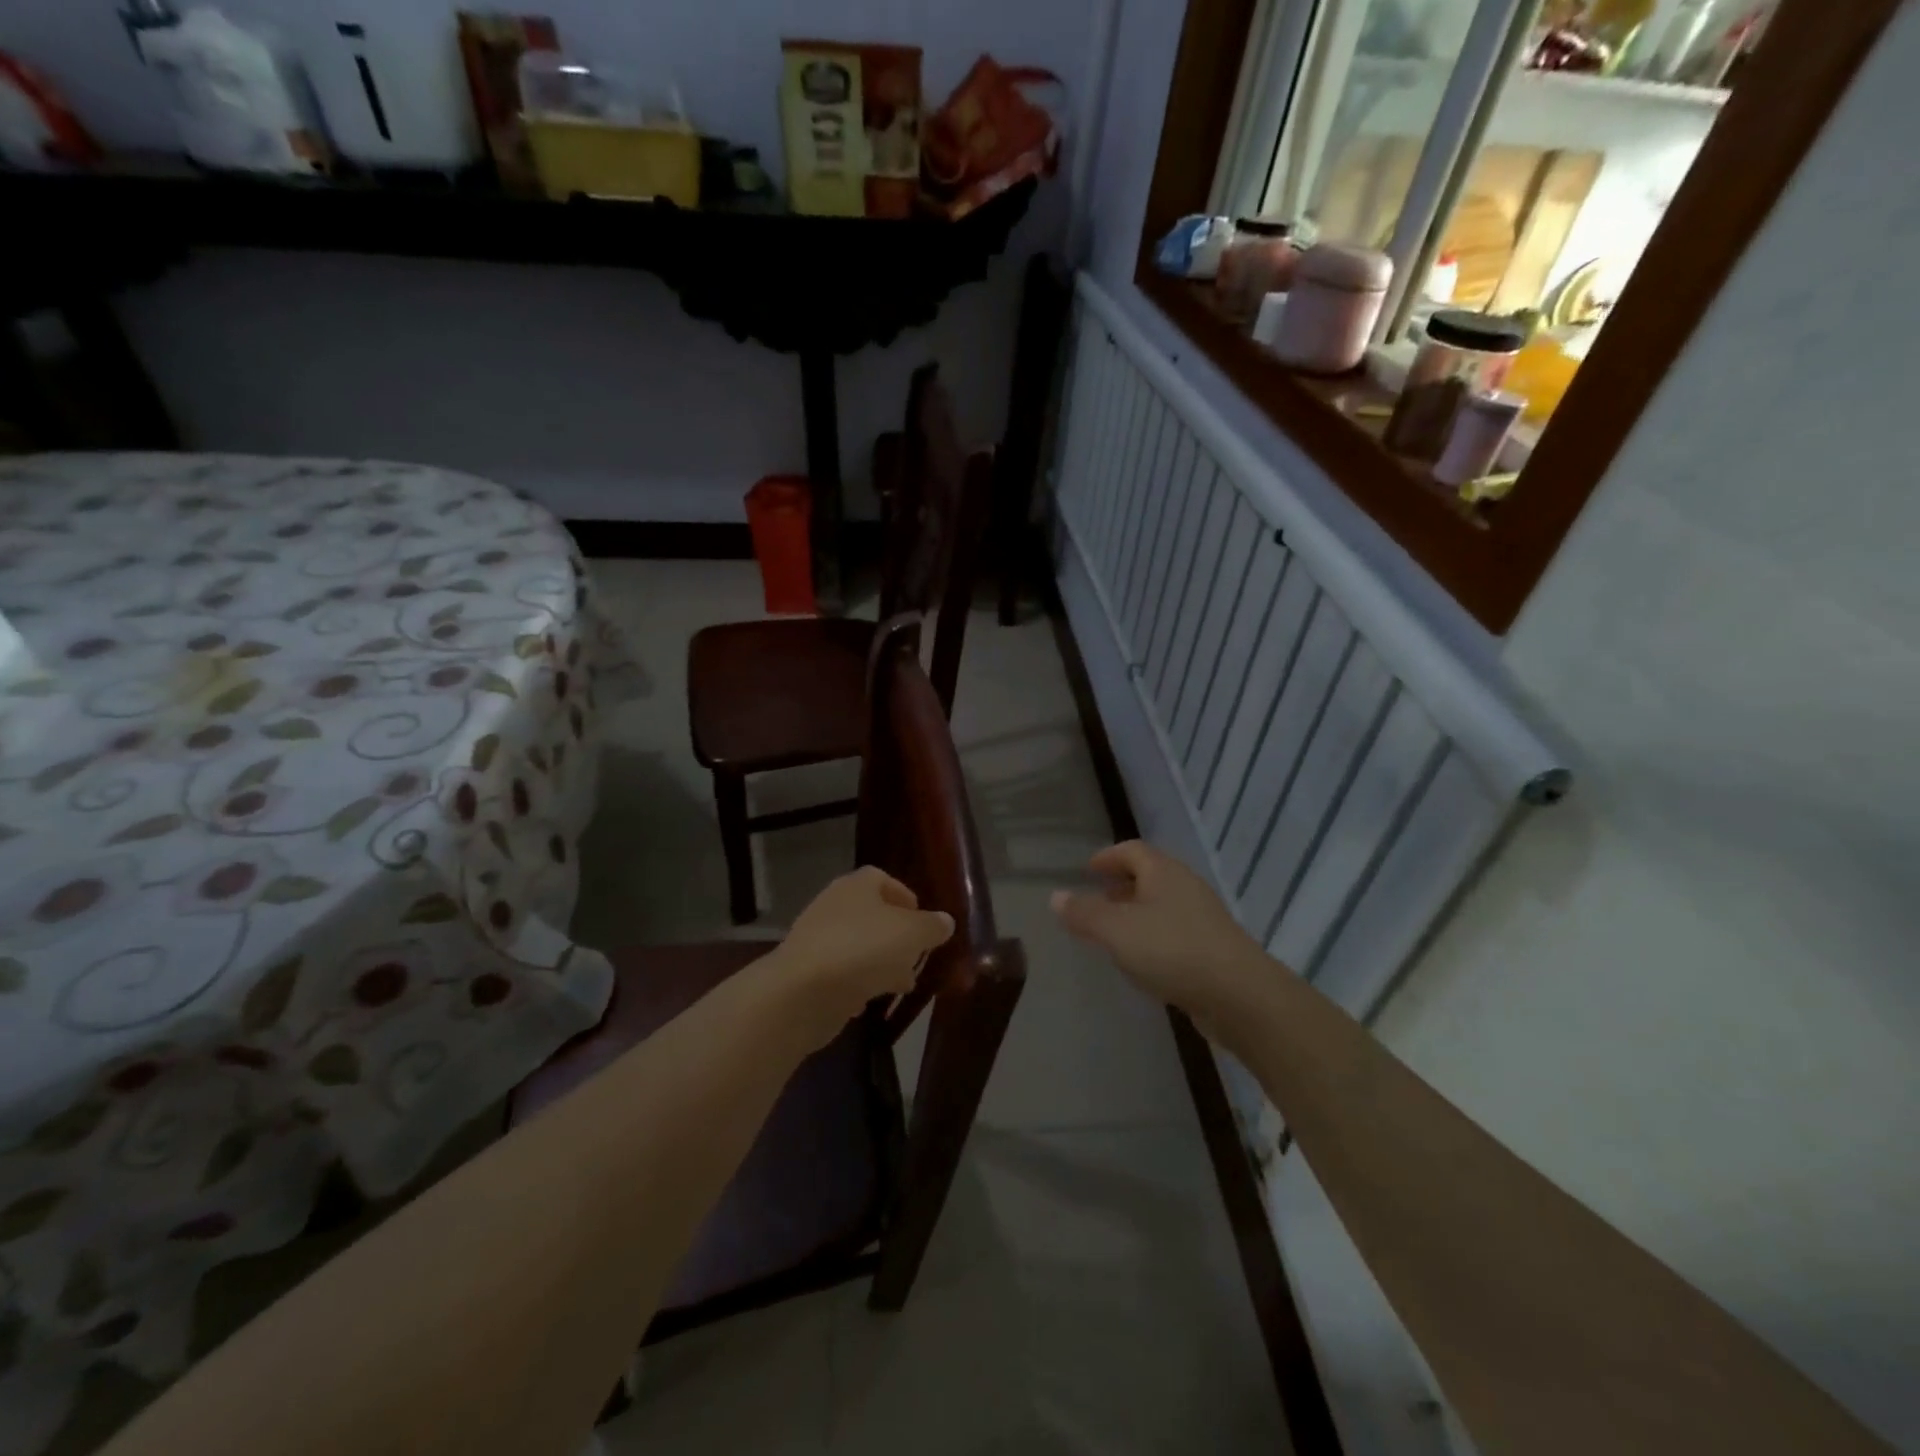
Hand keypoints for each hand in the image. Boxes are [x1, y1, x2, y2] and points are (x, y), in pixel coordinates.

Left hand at [766, 866, 953, 1046]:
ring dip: (879, 963)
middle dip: (896, 935)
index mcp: (857, 886)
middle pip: (871, 914)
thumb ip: (931, 927)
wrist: (801, 992)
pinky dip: (855, 985)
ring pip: (857, 946)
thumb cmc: (863, 950)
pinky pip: (839, 974)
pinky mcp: (807, 972)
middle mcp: (834, 905)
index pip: (882, 879)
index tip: (923, 921)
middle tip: (916, 955)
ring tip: (901, 984)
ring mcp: (816, 939)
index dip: (904, 896)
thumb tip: (944, 921)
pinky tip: (867, 1003)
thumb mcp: (911, 935)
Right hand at [1051, 841, 1271, 1032]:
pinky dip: (1152, 936)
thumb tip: (1055, 896)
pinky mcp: (1212, 948)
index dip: (1107, 857)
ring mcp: (1202, 918)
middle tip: (1096, 899)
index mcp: (1163, 872)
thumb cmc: (1172, 950)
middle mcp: (1185, 887)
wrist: (1239, 995)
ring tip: (1113, 932)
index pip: (1131, 850)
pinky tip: (1142, 960)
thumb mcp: (1116, 930)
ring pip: (1162, 905)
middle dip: (1121, 885)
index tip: (1087, 870)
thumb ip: (1084, 913)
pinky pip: (1174, 931)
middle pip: (1149, 875)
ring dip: (1136, 912)